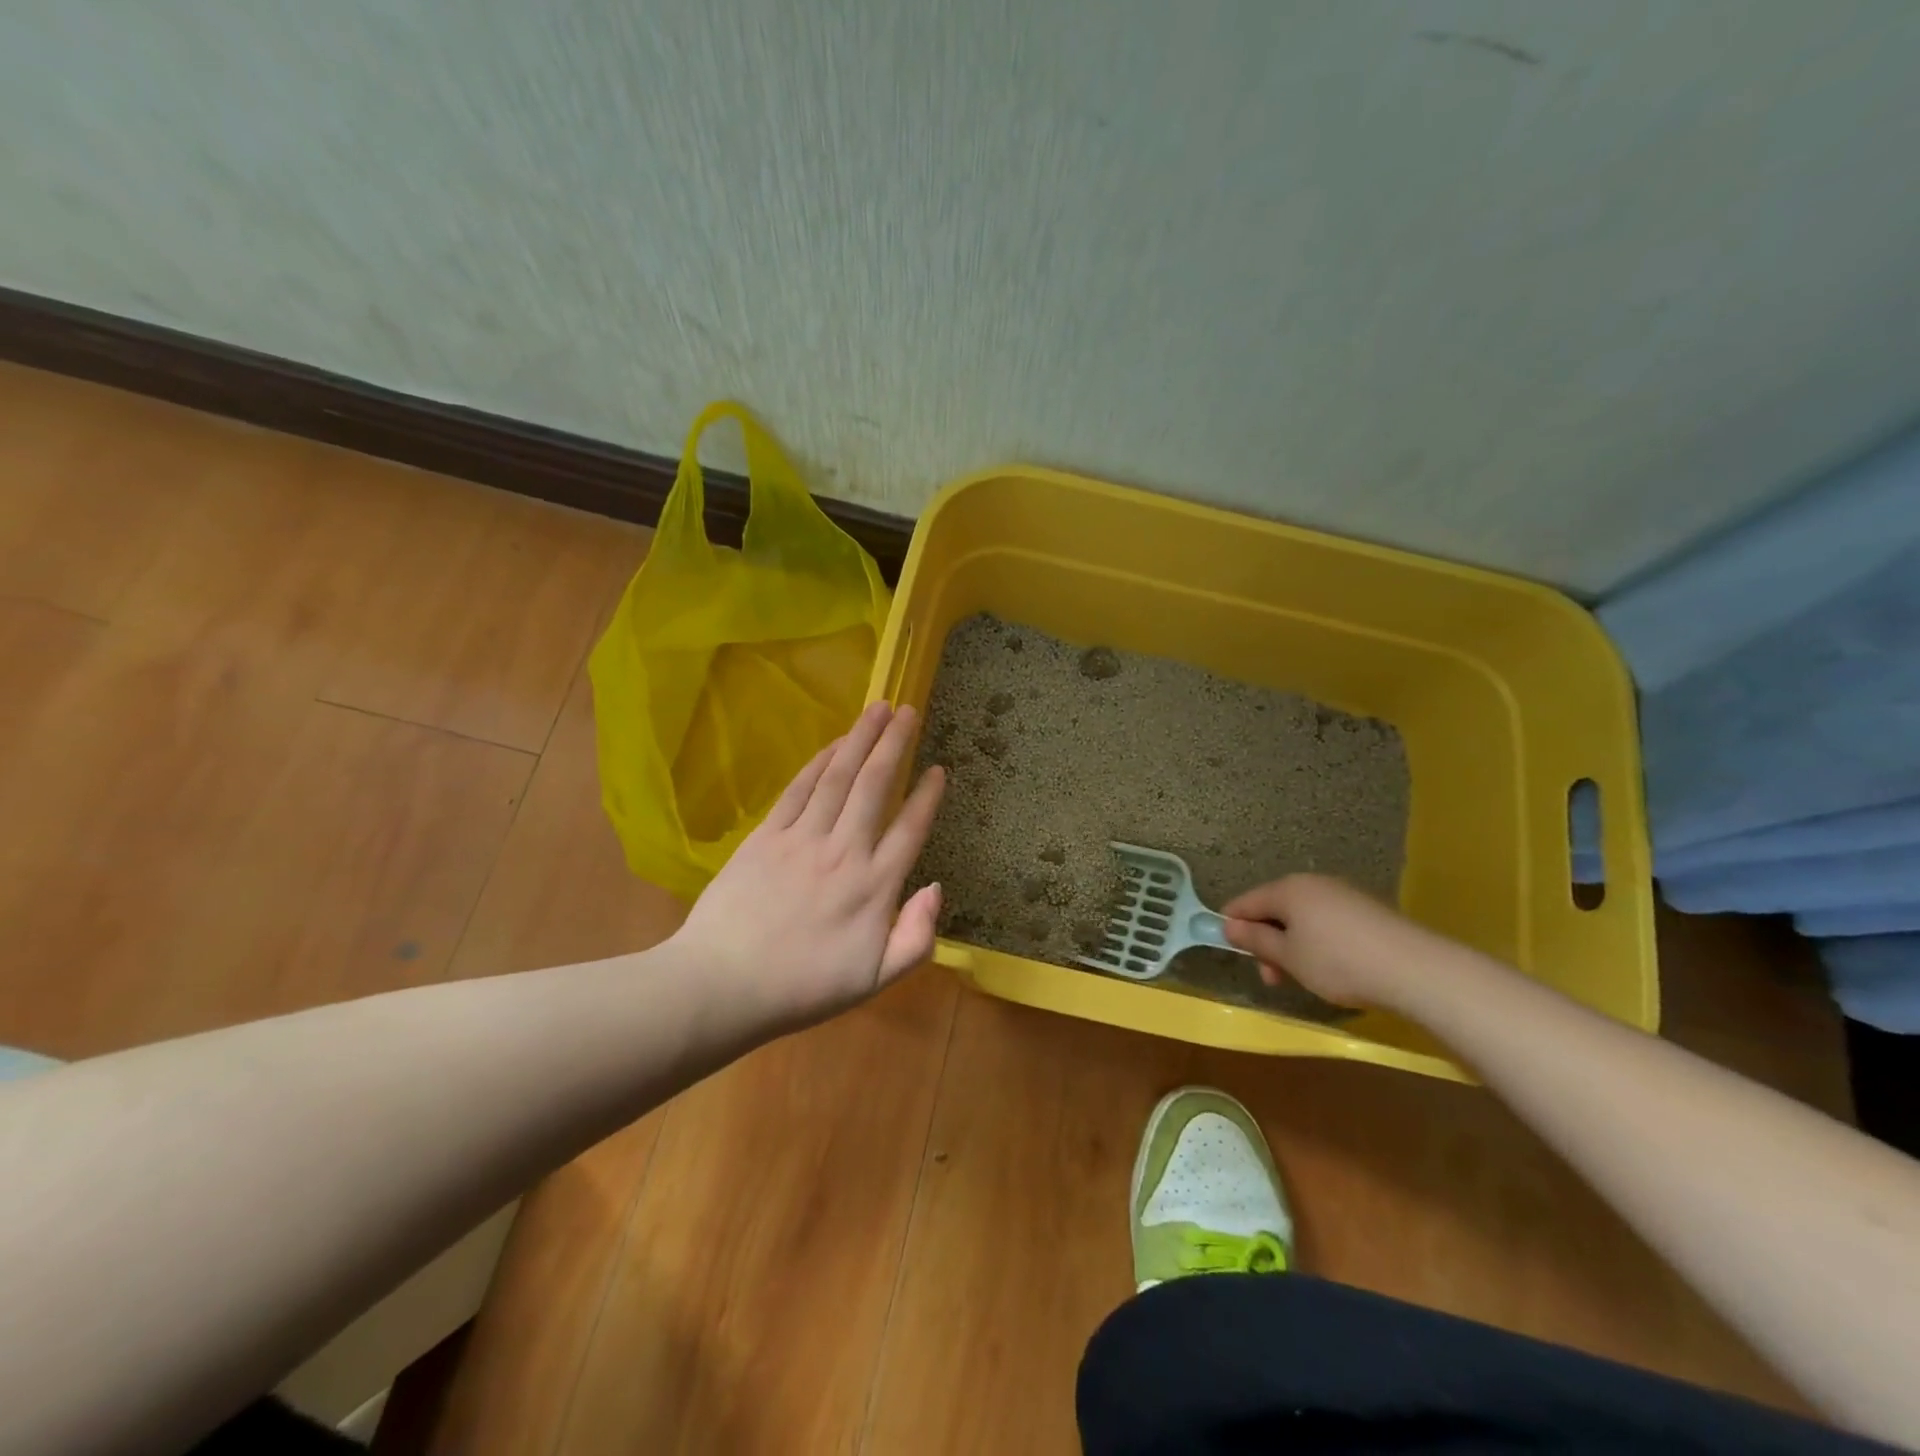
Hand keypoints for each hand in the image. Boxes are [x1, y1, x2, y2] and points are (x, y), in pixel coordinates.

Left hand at [671, 701, 945, 1030]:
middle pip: (876, 785)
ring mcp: (803, 838)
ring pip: (839, 777)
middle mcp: (844, 850)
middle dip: (895, 744)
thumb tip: (936, 887)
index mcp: (874, 886)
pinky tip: (833, 744)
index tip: (939, 768)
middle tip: (909, 711)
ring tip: (878, 709)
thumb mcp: (875, 980)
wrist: (723, 985)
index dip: (928, 796)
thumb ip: (916, 937)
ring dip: (860, 739)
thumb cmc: (803, 987)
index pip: (910, 828)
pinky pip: (799, 789)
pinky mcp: (767, 835)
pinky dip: (819, 762)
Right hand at [1221, 874, 1435, 1007]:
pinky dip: (1318, 943)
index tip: (1233, 952)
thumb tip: (1230, 925)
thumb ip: (1256, 940)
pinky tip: (1331, 969)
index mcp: (1288, 889)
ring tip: (1303, 979)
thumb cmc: (1338, 962)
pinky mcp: (1366, 911)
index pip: (1246, 902)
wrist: (1415, 970)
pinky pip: (1327, 923)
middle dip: (1268, 942)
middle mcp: (1313, 884)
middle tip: (1273, 978)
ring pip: (1302, 918)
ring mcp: (1343, 895)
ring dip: (1292, 946)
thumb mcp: (1288, 957)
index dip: (1234, 925)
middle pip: (1275, 909)